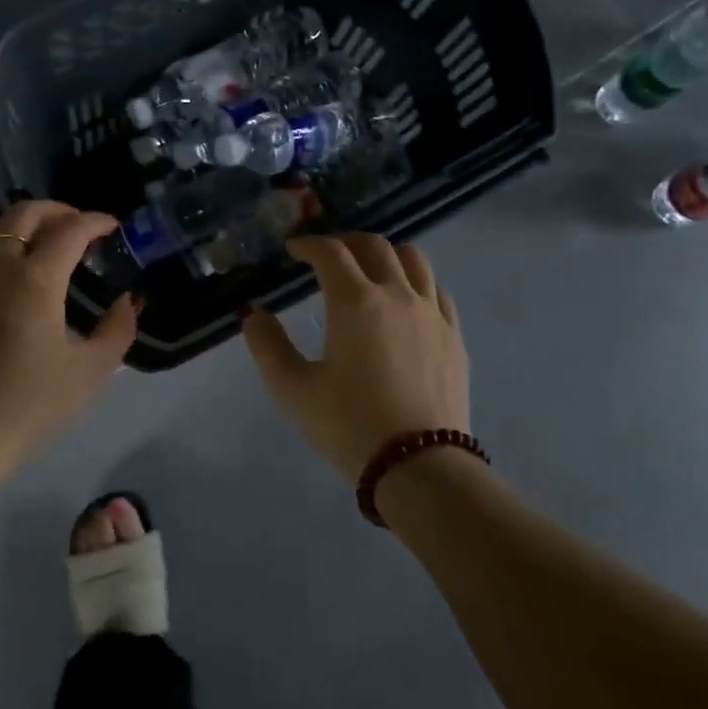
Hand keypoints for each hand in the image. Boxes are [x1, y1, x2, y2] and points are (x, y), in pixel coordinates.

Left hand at [0, 201, 138, 471]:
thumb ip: (118, 329)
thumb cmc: (32, 404)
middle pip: (23, 214)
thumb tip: (128, 301)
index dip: (95, 222)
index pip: (69, 230)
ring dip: (16, 222)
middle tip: (77, 225)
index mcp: (35, 279)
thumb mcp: (92, 370)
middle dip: (56, 210)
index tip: (112, 227)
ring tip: (35, 239)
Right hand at [243, 234, 469, 485]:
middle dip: (345, 243)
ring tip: (369, 270)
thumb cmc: (348, 425)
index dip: (308, 244)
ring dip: (385, 254)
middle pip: (374, 246)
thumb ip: (267, 345)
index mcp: (355, 302)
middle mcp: (397, 295)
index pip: (330, 252)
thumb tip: (253, 314)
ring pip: (412, 259)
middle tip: (326, 257)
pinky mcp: (454, 336)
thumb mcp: (292, 389)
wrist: (419, 466)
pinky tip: (405, 300)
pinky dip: (415, 281)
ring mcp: (431, 313)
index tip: (293, 250)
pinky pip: (435, 290)